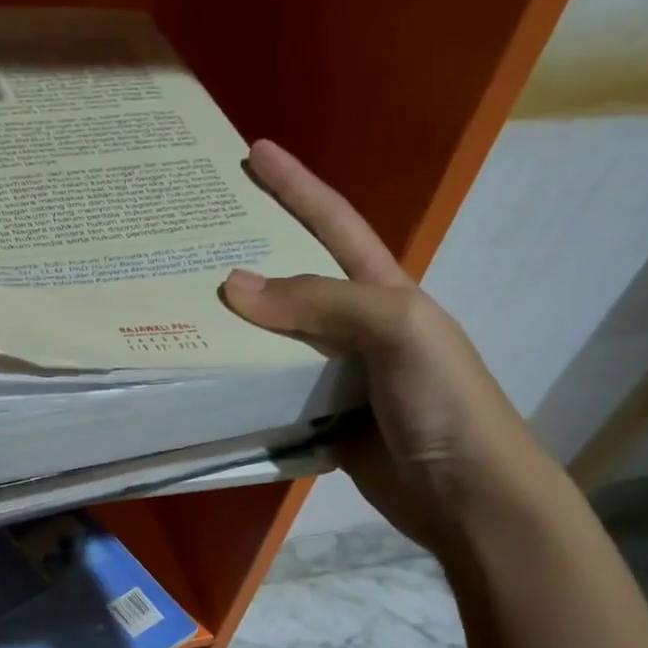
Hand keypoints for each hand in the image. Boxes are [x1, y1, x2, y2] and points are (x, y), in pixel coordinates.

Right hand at [222, 139, 557, 553]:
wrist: (465, 496)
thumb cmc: (444, 401)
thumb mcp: (396, 329)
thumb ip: (321, 302)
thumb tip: (233, 285)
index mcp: (383, 292)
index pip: (334, 224)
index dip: (298, 186)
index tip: (254, 152)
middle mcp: (356, 328)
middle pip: (293, 283)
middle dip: (249, 258)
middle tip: (193, 242)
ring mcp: (336, 378)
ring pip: (275, 342)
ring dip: (235, 329)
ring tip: (183, 310)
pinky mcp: (320, 422)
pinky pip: (271, 395)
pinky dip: (241, 387)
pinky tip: (205, 378)